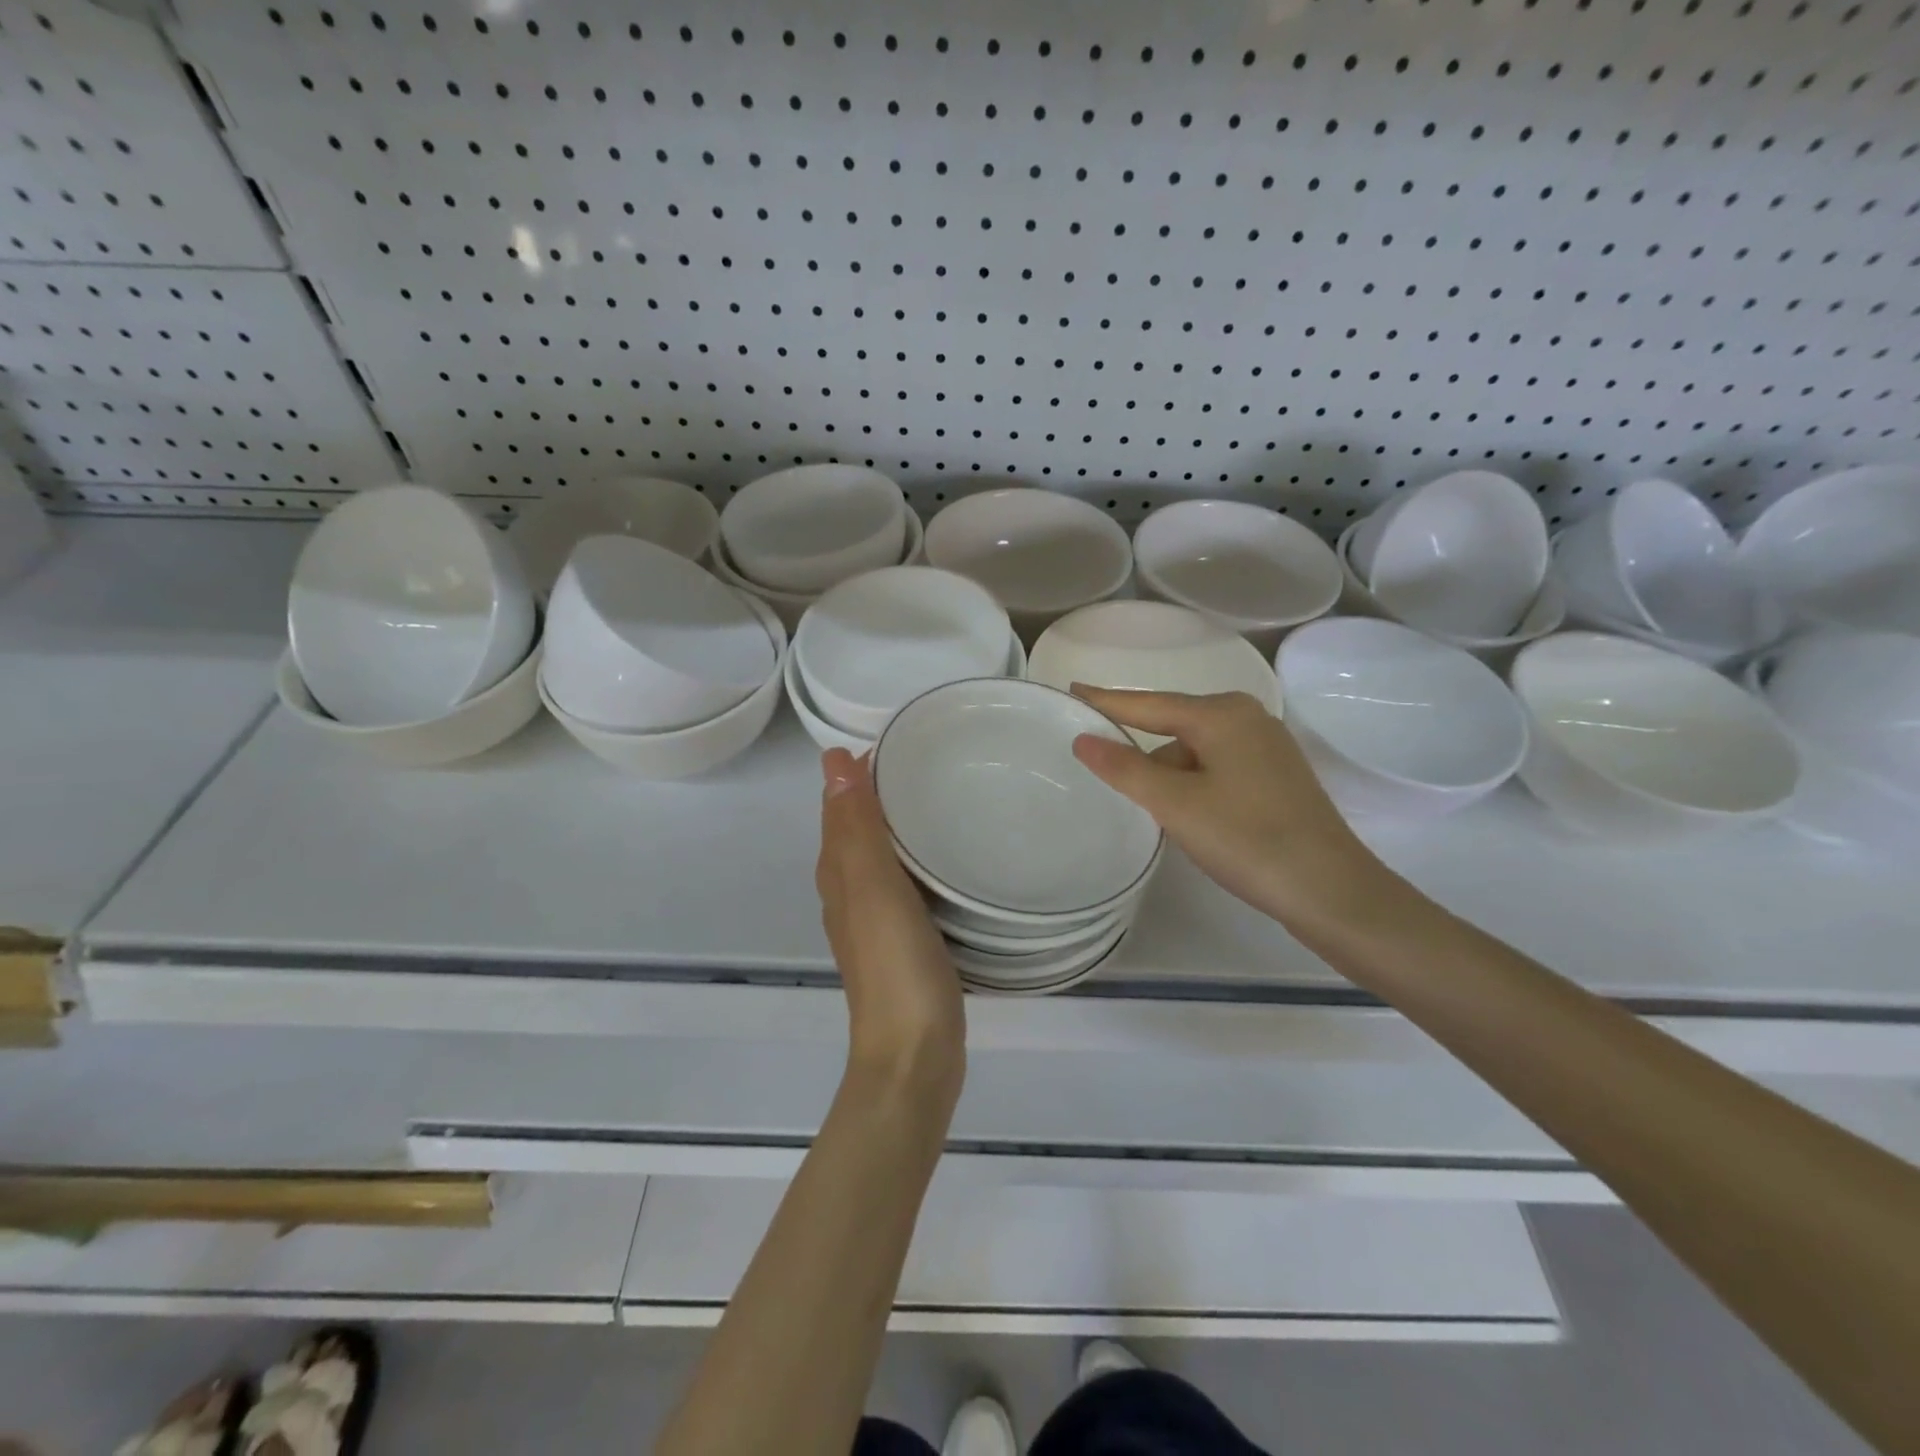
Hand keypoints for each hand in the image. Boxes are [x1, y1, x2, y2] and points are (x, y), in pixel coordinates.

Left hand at [816, 749, 964, 1101]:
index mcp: (840, 876)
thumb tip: (833, 761)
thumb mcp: (874, 887)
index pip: (838, 809)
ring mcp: (875, 923)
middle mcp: (849, 895)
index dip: (856, 773)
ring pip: (878, 859)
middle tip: (925, 761)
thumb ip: (857, 827)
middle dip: (877, 794)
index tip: (897, 741)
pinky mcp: (904, 945)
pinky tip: (942, 863)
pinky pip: (903, 887)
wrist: (913, 1057)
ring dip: (896, 827)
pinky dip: (913, 863)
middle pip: (856, 831)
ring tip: (937, 799)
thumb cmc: (897, 966)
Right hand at [1069, 688, 1394, 932]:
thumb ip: (1125, 768)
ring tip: (1155, 814)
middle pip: (1173, 726)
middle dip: (1141, 750)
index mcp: (1221, 714)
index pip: (1148, 703)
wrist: (1331, 890)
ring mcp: (1267, 746)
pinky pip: (1217, 767)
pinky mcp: (1277, 774)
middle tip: (1103, 769)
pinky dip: (1194, 785)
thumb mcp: (1175, 804)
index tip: (1072, 690)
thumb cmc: (1247, 839)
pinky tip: (1191, 816)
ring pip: (1196, 751)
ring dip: (1170, 777)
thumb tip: (1083, 739)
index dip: (1107, 701)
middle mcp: (1247, 717)